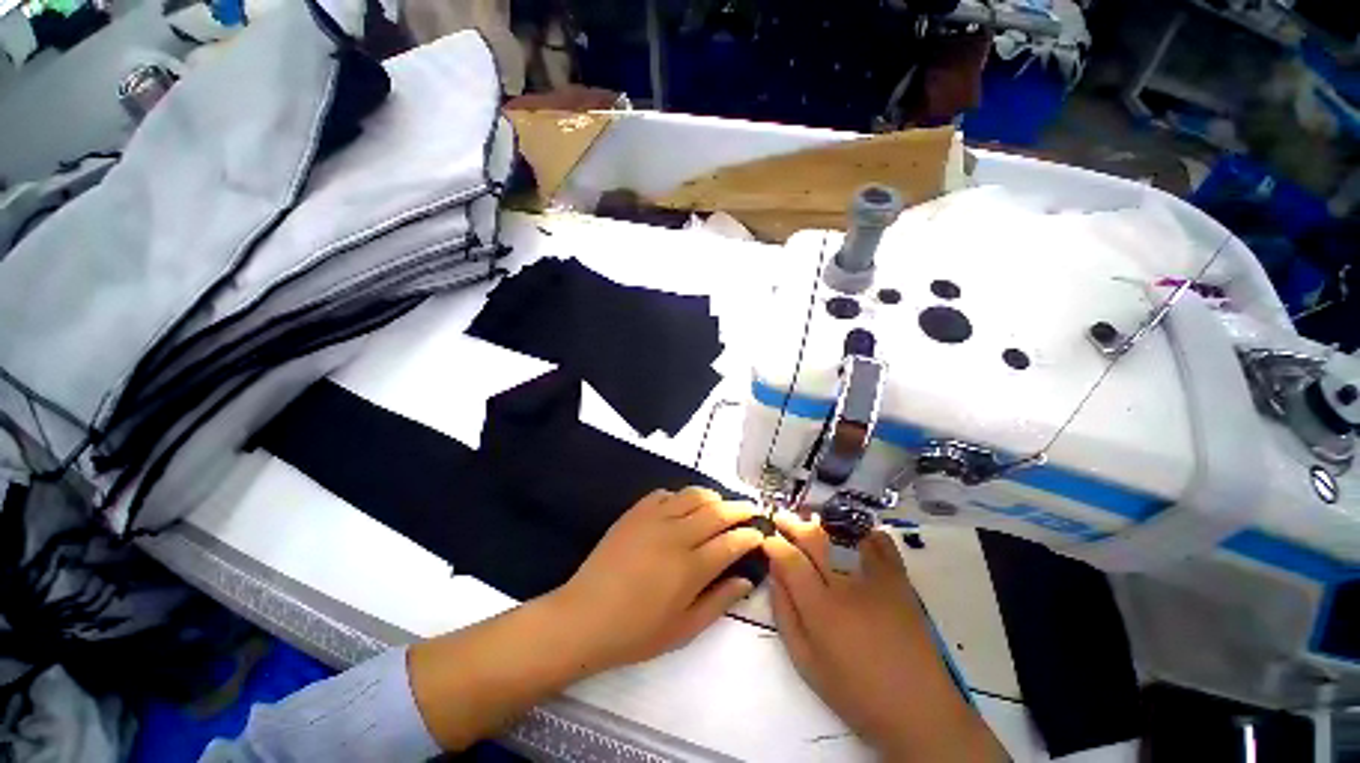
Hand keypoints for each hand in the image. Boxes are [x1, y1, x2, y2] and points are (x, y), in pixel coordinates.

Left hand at [552, 487, 764, 671]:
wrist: (584, 617)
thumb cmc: (636, 632)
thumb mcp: (683, 630)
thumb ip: (719, 602)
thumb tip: (746, 580)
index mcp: (691, 567)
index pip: (732, 541)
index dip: (750, 534)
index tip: (760, 533)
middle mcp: (676, 535)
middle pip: (718, 511)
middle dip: (740, 508)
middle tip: (751, 509)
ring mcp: (654, 518)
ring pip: (693, 495)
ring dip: (713, 497)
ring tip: (720, 504)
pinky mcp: (636, 512)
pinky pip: (665, 493)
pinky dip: (680, 496)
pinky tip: (682, 507)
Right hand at [763, 513, 1007, 761]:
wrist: (918, 709)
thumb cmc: (854, 692)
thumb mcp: (806, 662)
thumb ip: (784, 614)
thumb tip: (775, 574)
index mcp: (821, 609)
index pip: (790, 560)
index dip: (774, 544)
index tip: (767, 539)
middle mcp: (846, 586)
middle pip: (815, 539)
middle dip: (793, 524)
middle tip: (781, 518)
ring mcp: (876, 579)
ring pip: (844, 535)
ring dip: (822, 522)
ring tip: (810, 520)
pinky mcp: (900, 580)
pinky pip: (881, 543)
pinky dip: (864, 531)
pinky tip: (851, 533)